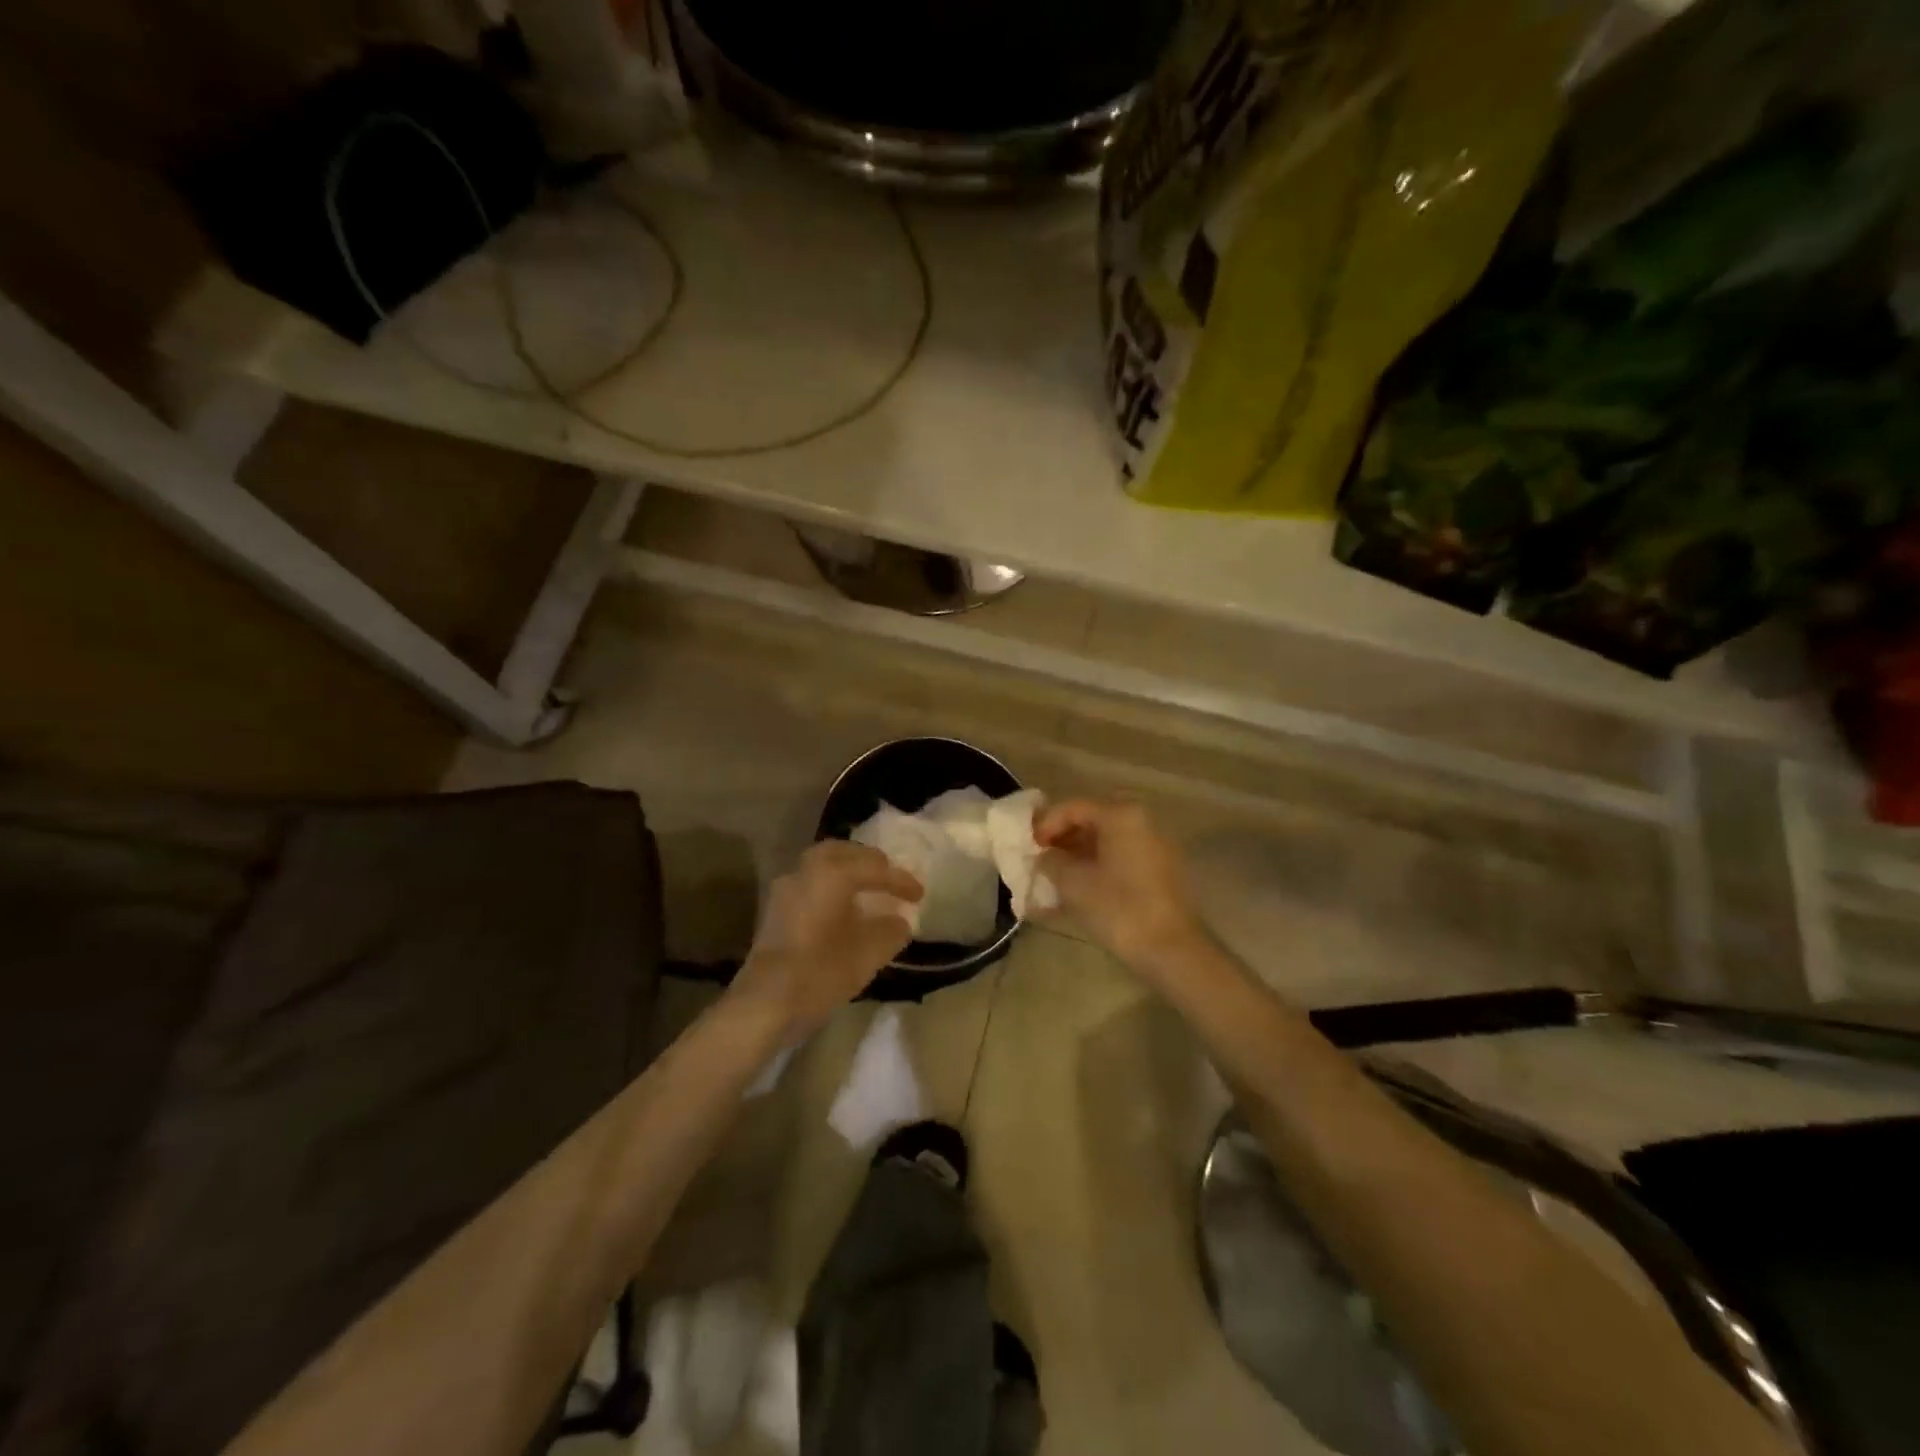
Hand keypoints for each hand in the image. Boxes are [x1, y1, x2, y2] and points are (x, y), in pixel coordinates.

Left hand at [729, 840, 922, 1038]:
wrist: (765, 1003)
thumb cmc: (821, 971)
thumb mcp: (869, 953)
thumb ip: (890, 930)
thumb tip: (899, 920)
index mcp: (833, 873)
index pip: (876, 868)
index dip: (901, 880)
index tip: (920, 894)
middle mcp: (807, 870)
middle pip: (844, 853)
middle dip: (870, 863)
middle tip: (890, 879)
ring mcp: (786, 888)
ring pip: (822, 866)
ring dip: (847, 873)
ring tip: (868, 891)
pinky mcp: (775, 910)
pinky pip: (811, 885)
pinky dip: (831, 888)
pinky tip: (843, 909)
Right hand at [1035, 799, 1203, 973]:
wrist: (1171, 950)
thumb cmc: (1118, 908)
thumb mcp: (1073, 883)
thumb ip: (1052, 861)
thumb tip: (1045, 856)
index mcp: (1121, 816)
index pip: (1074, 808)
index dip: (1046, 824)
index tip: (1029, 847)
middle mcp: (1142, 822)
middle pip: (1092, 821)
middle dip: (1062, 839)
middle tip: (1040, 859)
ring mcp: (1154, 847)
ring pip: (1106, 842)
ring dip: (1078, 855)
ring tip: (1054, 877)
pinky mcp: (1159, 872)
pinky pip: (1120, 859)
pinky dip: (1097, 867)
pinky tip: (1078, 889)